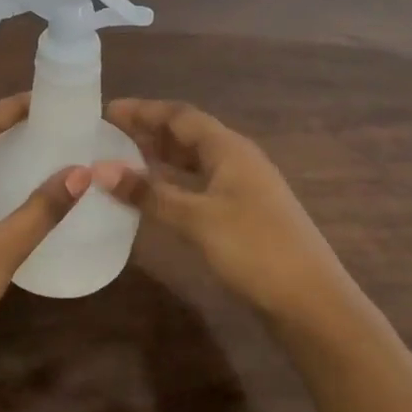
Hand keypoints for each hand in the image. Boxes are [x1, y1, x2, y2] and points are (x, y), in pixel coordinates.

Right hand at [95, 99, 355, 330]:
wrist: (311, 300)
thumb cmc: (254, 249)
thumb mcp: (196, 219)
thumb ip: (149, 193)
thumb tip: (100, 169)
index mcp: (229, 149)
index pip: (180, 116)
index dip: (143, 111)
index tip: (107, 110)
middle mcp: (237, 160)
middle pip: (187, 134)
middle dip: (149, 131)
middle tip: (107, 135)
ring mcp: (243, 188)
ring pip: (194, 161)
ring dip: (161, 157)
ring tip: (123, 160)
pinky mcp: (243, 214)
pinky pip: (200, 184)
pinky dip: (174, 183)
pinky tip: (156, 196)